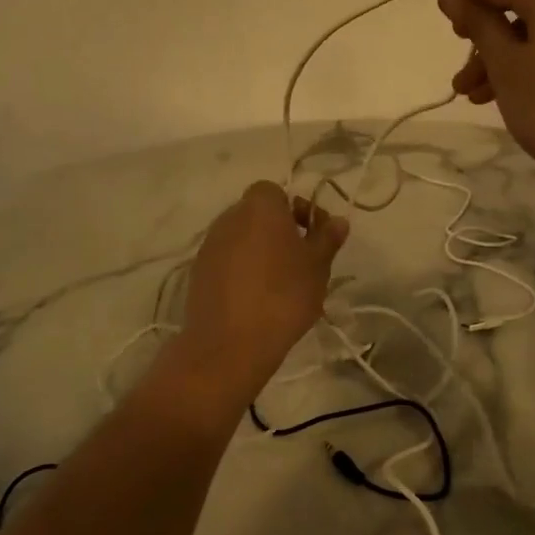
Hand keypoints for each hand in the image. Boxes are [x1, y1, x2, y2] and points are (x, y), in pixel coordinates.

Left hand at [180, 181, 348, 386]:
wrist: (230, 343)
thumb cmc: (283, 295)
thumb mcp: (318, 266)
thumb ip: (327, 238)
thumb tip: (338, 221)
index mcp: (259, 207)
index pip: (274, 192)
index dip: (293, 209)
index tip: (309, 235)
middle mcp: (229, 218)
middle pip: (256, 214)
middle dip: (277, 231)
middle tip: (299, 260)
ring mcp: (209, 246)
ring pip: (240, 238)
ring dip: (258, 251)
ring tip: (278, 283)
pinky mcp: (197, 273)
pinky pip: (226, 261)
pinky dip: (240, 271)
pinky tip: (255, 299)